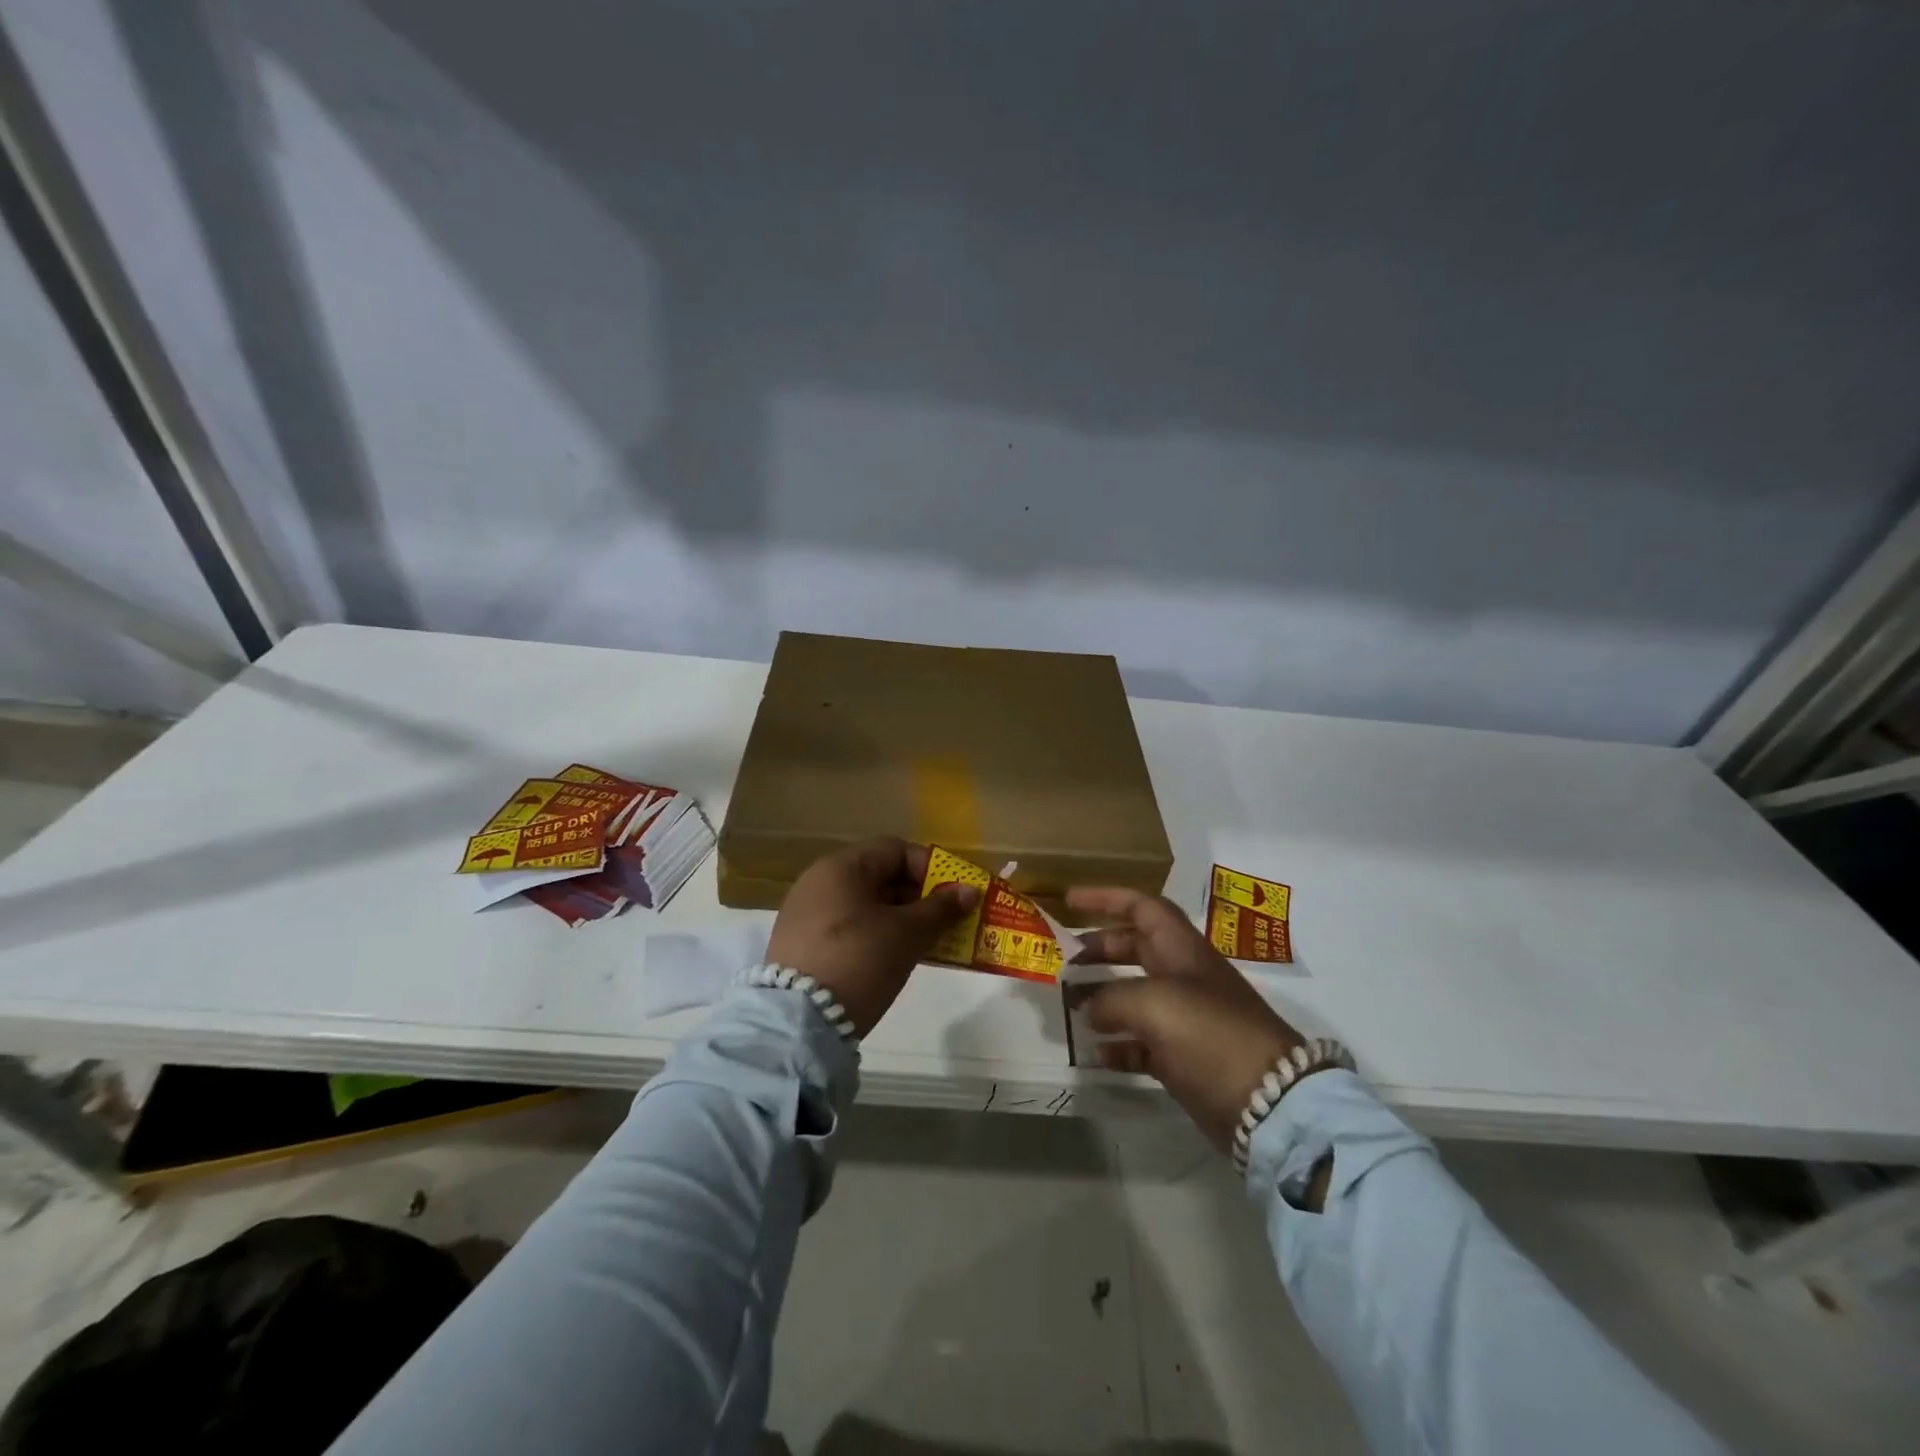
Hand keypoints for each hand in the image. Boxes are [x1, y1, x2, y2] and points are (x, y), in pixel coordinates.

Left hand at [766, 838, 980, 1035]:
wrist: (799, 1022)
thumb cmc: (860, 960)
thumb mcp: (907, 934)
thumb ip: (941, 909)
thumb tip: (970, 890)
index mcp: (841, 867)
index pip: (895, 850)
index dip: (930, 868)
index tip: (952, 895)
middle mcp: (818, 881)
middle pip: (879, 876)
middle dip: (917, 896)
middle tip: (944, 922)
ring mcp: (805, 913)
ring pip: (864, 904)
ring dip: (898, 918)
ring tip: (924, 943)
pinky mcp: (799, 943)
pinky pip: (847, 926)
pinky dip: (874, 934)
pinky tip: (891, 959)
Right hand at [1071, 886, 1304, 1149]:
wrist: (1268, 1102)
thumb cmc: (1209, 1034)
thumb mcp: (1153, 1003)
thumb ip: (1111, 998)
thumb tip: (1091, 1008)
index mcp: (1181, 950)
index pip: (1142, 908)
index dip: (1106, 898)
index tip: (1069, 901)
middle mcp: (1183, 977)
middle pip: (1135, 948)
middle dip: (1099, 949)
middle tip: (1064, 960)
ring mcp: (1186, 1019)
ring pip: (1135, 996)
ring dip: (1102, 997)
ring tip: (1071, 1006)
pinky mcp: (1185, 1059)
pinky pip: (1142, 1043)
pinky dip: (1118, 1044)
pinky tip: (1097, 1053)